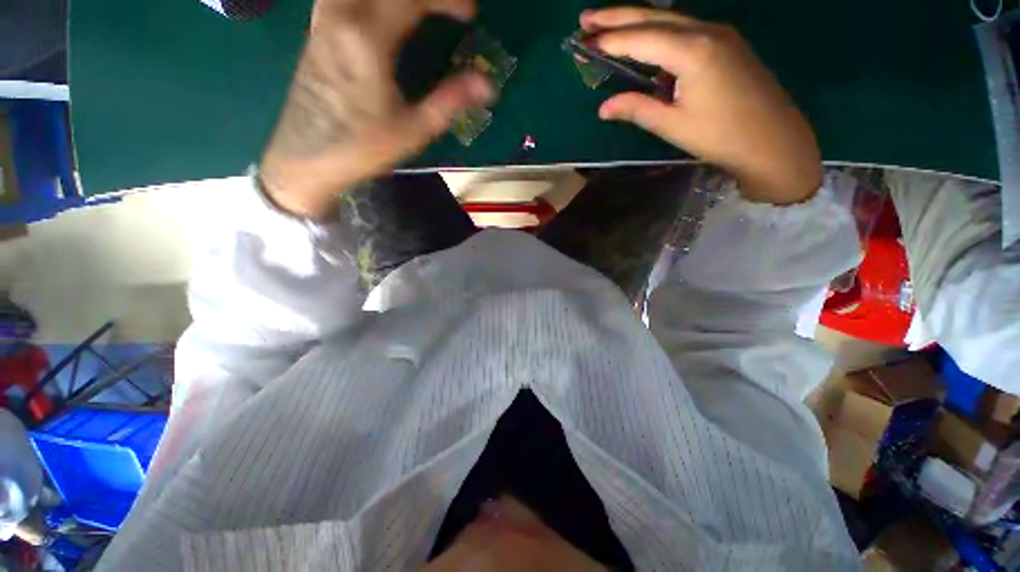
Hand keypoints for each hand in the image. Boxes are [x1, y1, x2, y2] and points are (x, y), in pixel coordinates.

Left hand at [260, 0, 491, 218]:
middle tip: (445, 8)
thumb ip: (449, 101)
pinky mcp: (317, 28)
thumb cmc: (362, 147)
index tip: (470, 12)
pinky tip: (382, 14)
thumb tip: (487, 85)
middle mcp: (342, 15)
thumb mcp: (413, 130)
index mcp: (368, 38)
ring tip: (419, 11)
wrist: (305, 158)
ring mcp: (324, 19)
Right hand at [581, 8, 821, 204]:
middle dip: (618, 16)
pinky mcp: (728, 43)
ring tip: (608, 21)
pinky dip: (659, 29)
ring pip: (670, 18)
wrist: (773, 141)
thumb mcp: (673, 125)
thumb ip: (637, 109)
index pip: (642, 38)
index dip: (611, 40)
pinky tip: (646, 37)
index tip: (585, 42)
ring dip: (637, 18)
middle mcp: (707, 31)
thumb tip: (603, 107)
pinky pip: (686, 28)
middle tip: (586, 19)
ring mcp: (721, 34)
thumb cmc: (721, 136)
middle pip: (654, 16)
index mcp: (693, 51)